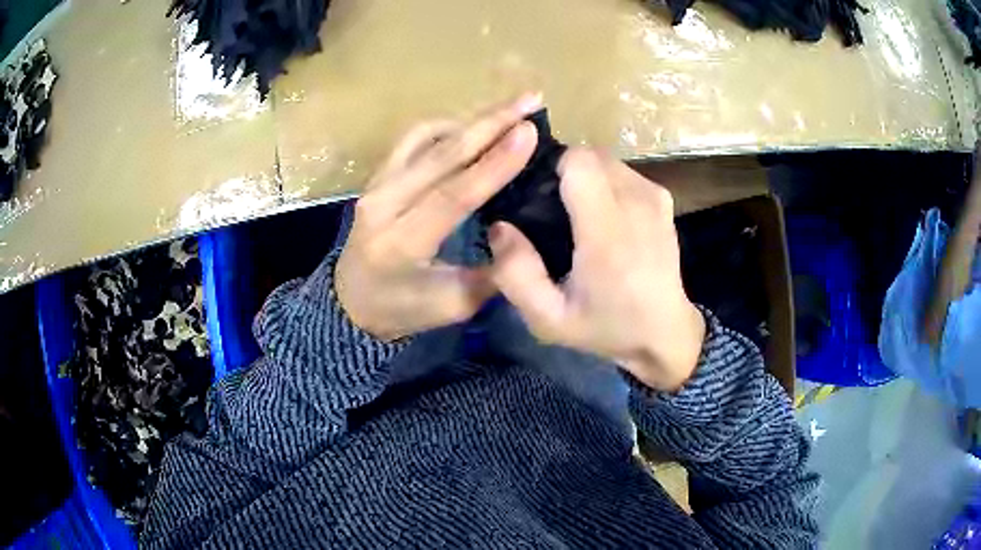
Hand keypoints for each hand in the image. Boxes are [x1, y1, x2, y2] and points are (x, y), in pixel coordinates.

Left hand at [335, 94, 541, 340]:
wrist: (352, 301)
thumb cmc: (402, 309)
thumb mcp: (452, 306)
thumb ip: (491, 274)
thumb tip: (524, 235)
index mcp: (401, 243)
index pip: (452, 195)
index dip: (494, 162)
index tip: (530, 132)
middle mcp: (383, 204)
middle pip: (440, 154)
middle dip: (490, 123)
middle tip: (530, 100)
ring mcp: (376, 184)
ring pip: (425, 138)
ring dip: (471, 119)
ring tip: (510, 108)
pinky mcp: (377, 175)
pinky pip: (411, 139)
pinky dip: (445, 126)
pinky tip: (472, 125)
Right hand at [489, 149, 705, 391]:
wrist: (664, 332)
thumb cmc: (605, 326)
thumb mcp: (548, 319)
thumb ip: (516, 275)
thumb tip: (499, 226)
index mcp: (608, 231)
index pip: (578, 160)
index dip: (550, 169)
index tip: (538, 198)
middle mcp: (636, 202)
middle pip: (589, 154)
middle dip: (564, 173)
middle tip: (553, 211)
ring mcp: (654, 196)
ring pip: (605, 160)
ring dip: (585, 178)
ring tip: (579, 218)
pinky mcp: (662, 198)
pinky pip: (622, 172)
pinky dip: (606, 184)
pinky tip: (605, 219)